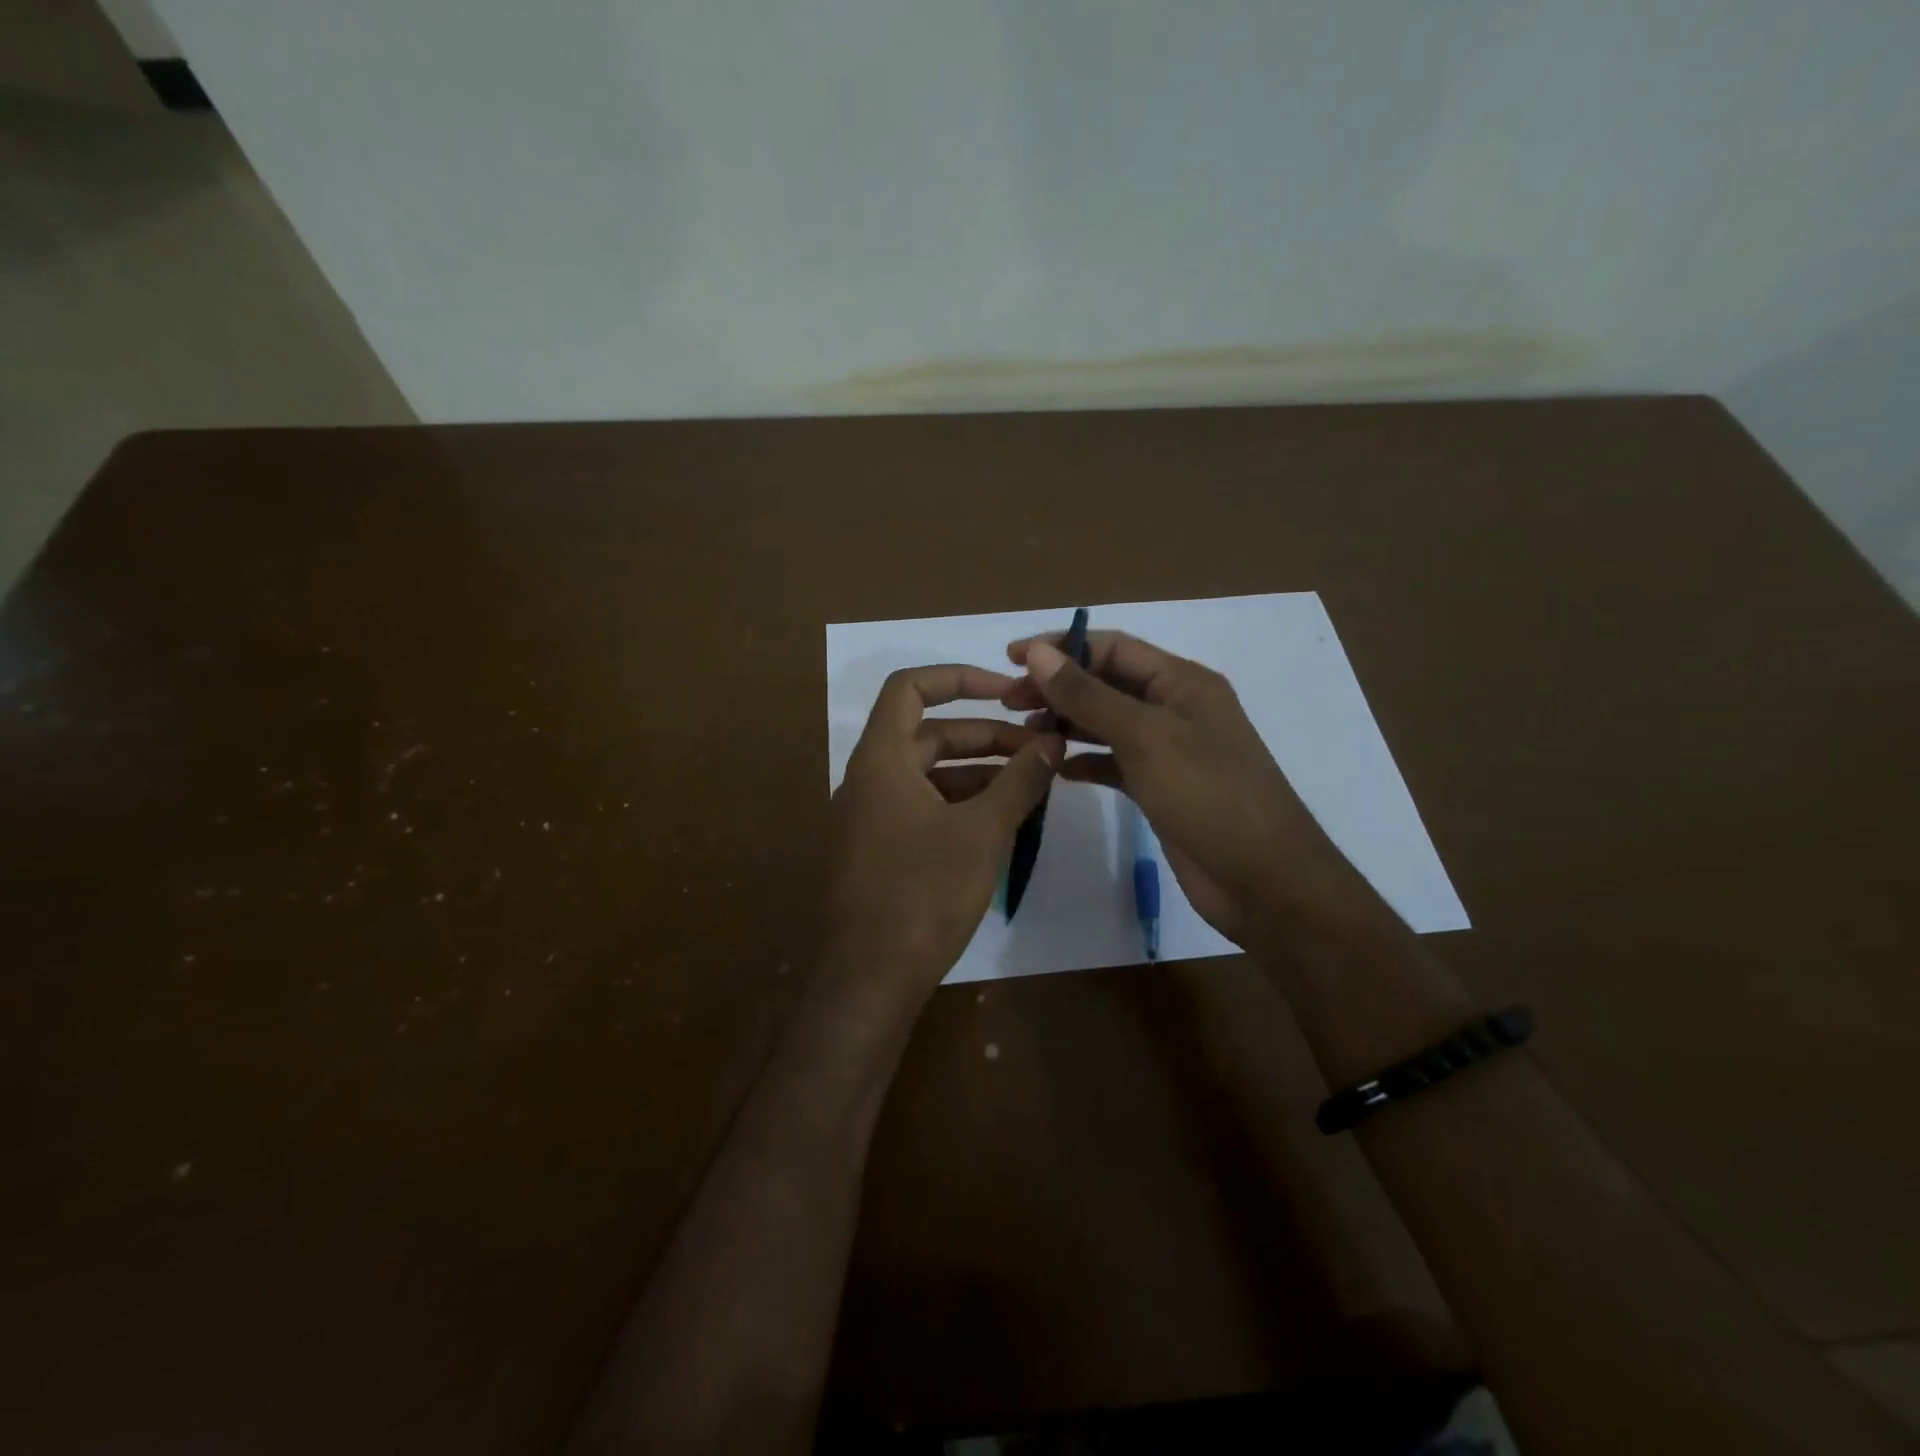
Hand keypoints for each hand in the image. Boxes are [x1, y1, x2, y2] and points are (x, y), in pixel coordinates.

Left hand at [825, 665, 1060, 999]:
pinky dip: (962, 804)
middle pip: (930, 734)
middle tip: (1040, 747)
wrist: (868, 978)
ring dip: (980, 772)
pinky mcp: (881, 850)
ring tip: (1032, 783)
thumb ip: (1020, 781)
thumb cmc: (922, 894)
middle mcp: (870, 779)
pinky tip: (1003, 821)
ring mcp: (872, 817)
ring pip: (931, 774)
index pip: (911, 688)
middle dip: (987, 735)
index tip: (1009, 691)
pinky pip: (925, 808)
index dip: (960, 678)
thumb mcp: (982, 832)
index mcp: (882, 758)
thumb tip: (1053, 741)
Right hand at [1006, 631, 1367, 948]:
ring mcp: (1169, 751)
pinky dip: (1086, 762)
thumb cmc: (1209, 796)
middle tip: (1009, 701)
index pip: (1112, 647)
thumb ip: (1088, 694)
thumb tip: (1037, 652)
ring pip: (1108, 724)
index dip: (1060, 647)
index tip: (1010, 659)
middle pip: (1106, 683)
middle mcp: (1175, 709)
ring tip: (1025, 732)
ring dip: (1068, 723)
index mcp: (1182, 682)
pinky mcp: (1162, 789)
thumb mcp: (1145, 737)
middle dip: (1058, 687)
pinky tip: (1057, 770)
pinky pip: (1114, 764)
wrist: (1265, 881)